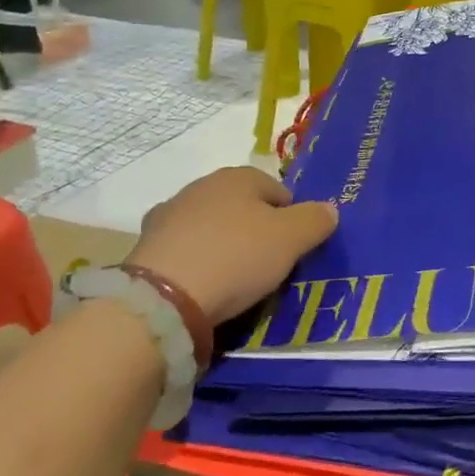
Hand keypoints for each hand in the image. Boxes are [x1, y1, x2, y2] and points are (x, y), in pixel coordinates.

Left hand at [126, 167, 335, 325]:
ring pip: (211, 228)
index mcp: (238, 176)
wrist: (162, 299)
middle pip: (243, 208)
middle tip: (266, 267)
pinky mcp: (145, 247)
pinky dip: (195, 264)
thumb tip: (328, 210)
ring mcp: (169, 215)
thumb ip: (315, 220)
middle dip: (255, 232)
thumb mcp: (291, 239)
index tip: (293, 251)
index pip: (279, 192)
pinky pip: (185, 252)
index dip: (291, 220)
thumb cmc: (236, 257)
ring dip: (223, 246)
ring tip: (232, 282)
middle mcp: (202, 186)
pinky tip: (201, 288)